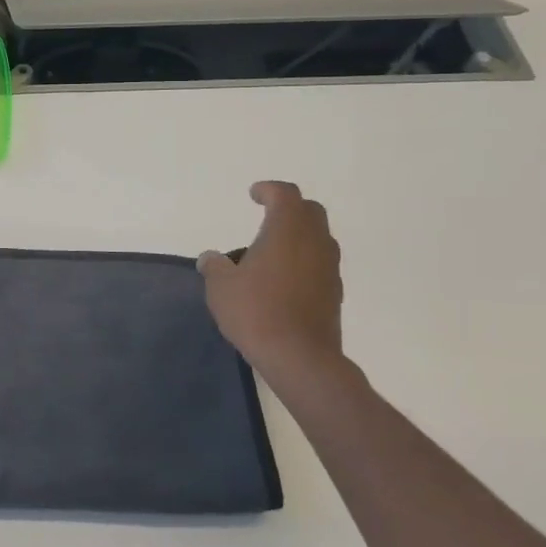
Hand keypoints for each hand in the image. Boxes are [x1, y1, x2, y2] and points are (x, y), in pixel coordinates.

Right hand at [199, 182, 345, 389]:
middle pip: (310, 211)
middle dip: (290, 208)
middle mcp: (314, 243)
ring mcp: (329, 268)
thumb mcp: (220, 287)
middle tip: (267, 216)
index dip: (269, 190)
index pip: (285, 195)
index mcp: (286, 231)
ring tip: (272, 251)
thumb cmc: (255, 311)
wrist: (299, 356)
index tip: (254, 194)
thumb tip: (211, 258)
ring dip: (299, 235)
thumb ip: (214, 266)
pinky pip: (320, 263)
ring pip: (319, 238)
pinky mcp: (334, 293)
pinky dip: (304, 260)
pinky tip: (283, 279)